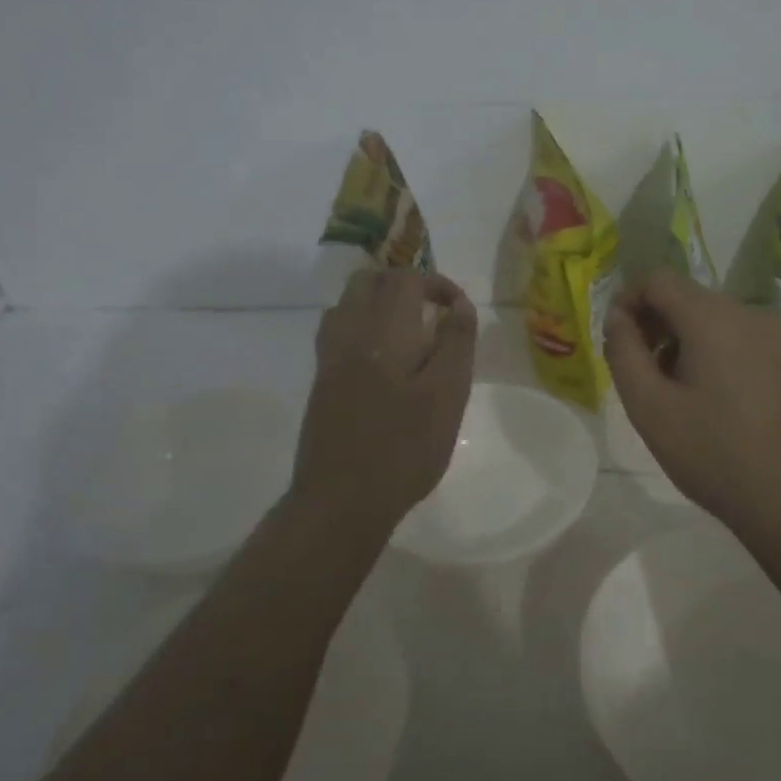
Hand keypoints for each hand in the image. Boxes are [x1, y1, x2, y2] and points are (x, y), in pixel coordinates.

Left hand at [289, 269, 478, 531]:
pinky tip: (381, 357)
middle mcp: (350, 332)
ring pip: (348, 302)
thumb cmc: (404, 449)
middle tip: (434, 312)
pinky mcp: (321, 381)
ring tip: (410, 330)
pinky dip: (361, 325)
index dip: (436, 283)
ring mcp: (329, 357)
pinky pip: (337, 330)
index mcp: (384, 331)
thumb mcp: (447, 396)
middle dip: (404, 285)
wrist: (341, 500)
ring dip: (379, 301)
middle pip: (370, 281)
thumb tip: (460, 306)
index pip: (406, 279)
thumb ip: (456, 344)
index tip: (459, 309)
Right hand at [604, 272, 780, 535]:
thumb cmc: (711, 453)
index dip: (627, 301)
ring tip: (672, 391)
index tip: (616, 340)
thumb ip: (623, 352)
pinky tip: (710, 399)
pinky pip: (738, 339)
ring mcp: (775, 337)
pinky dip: (712, 353)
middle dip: (654, 324)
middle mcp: (748, 314)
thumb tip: (617, 317)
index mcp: (712, 317)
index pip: (657, 279)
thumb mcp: (648, 406)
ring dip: (681, 341)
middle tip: (638, 371)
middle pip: (686, 297)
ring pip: (712, 319)